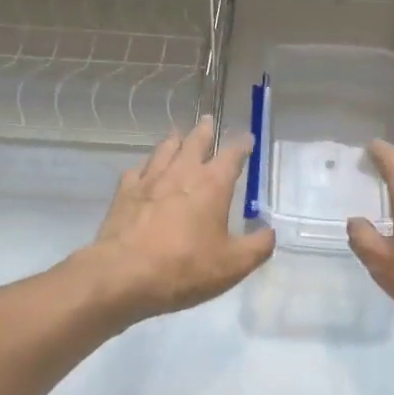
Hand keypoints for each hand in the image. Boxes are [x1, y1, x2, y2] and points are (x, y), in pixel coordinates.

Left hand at [89, 116, 274, 320]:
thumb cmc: (184, 267)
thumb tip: (270, 232)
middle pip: (195, 141)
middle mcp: (182, 172)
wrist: (124, 274)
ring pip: (165, 148)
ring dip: (175, 140)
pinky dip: (146, 167)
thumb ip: (257, 247)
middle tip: (208, 120)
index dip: (242, 145)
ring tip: (178, 135)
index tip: (247, 138)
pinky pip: (138, 170)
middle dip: (205, 130)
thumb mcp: (232, 265)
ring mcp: (150, 179)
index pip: (232, 155)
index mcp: (212, 184)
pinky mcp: (125, 191)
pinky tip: (145, 171)